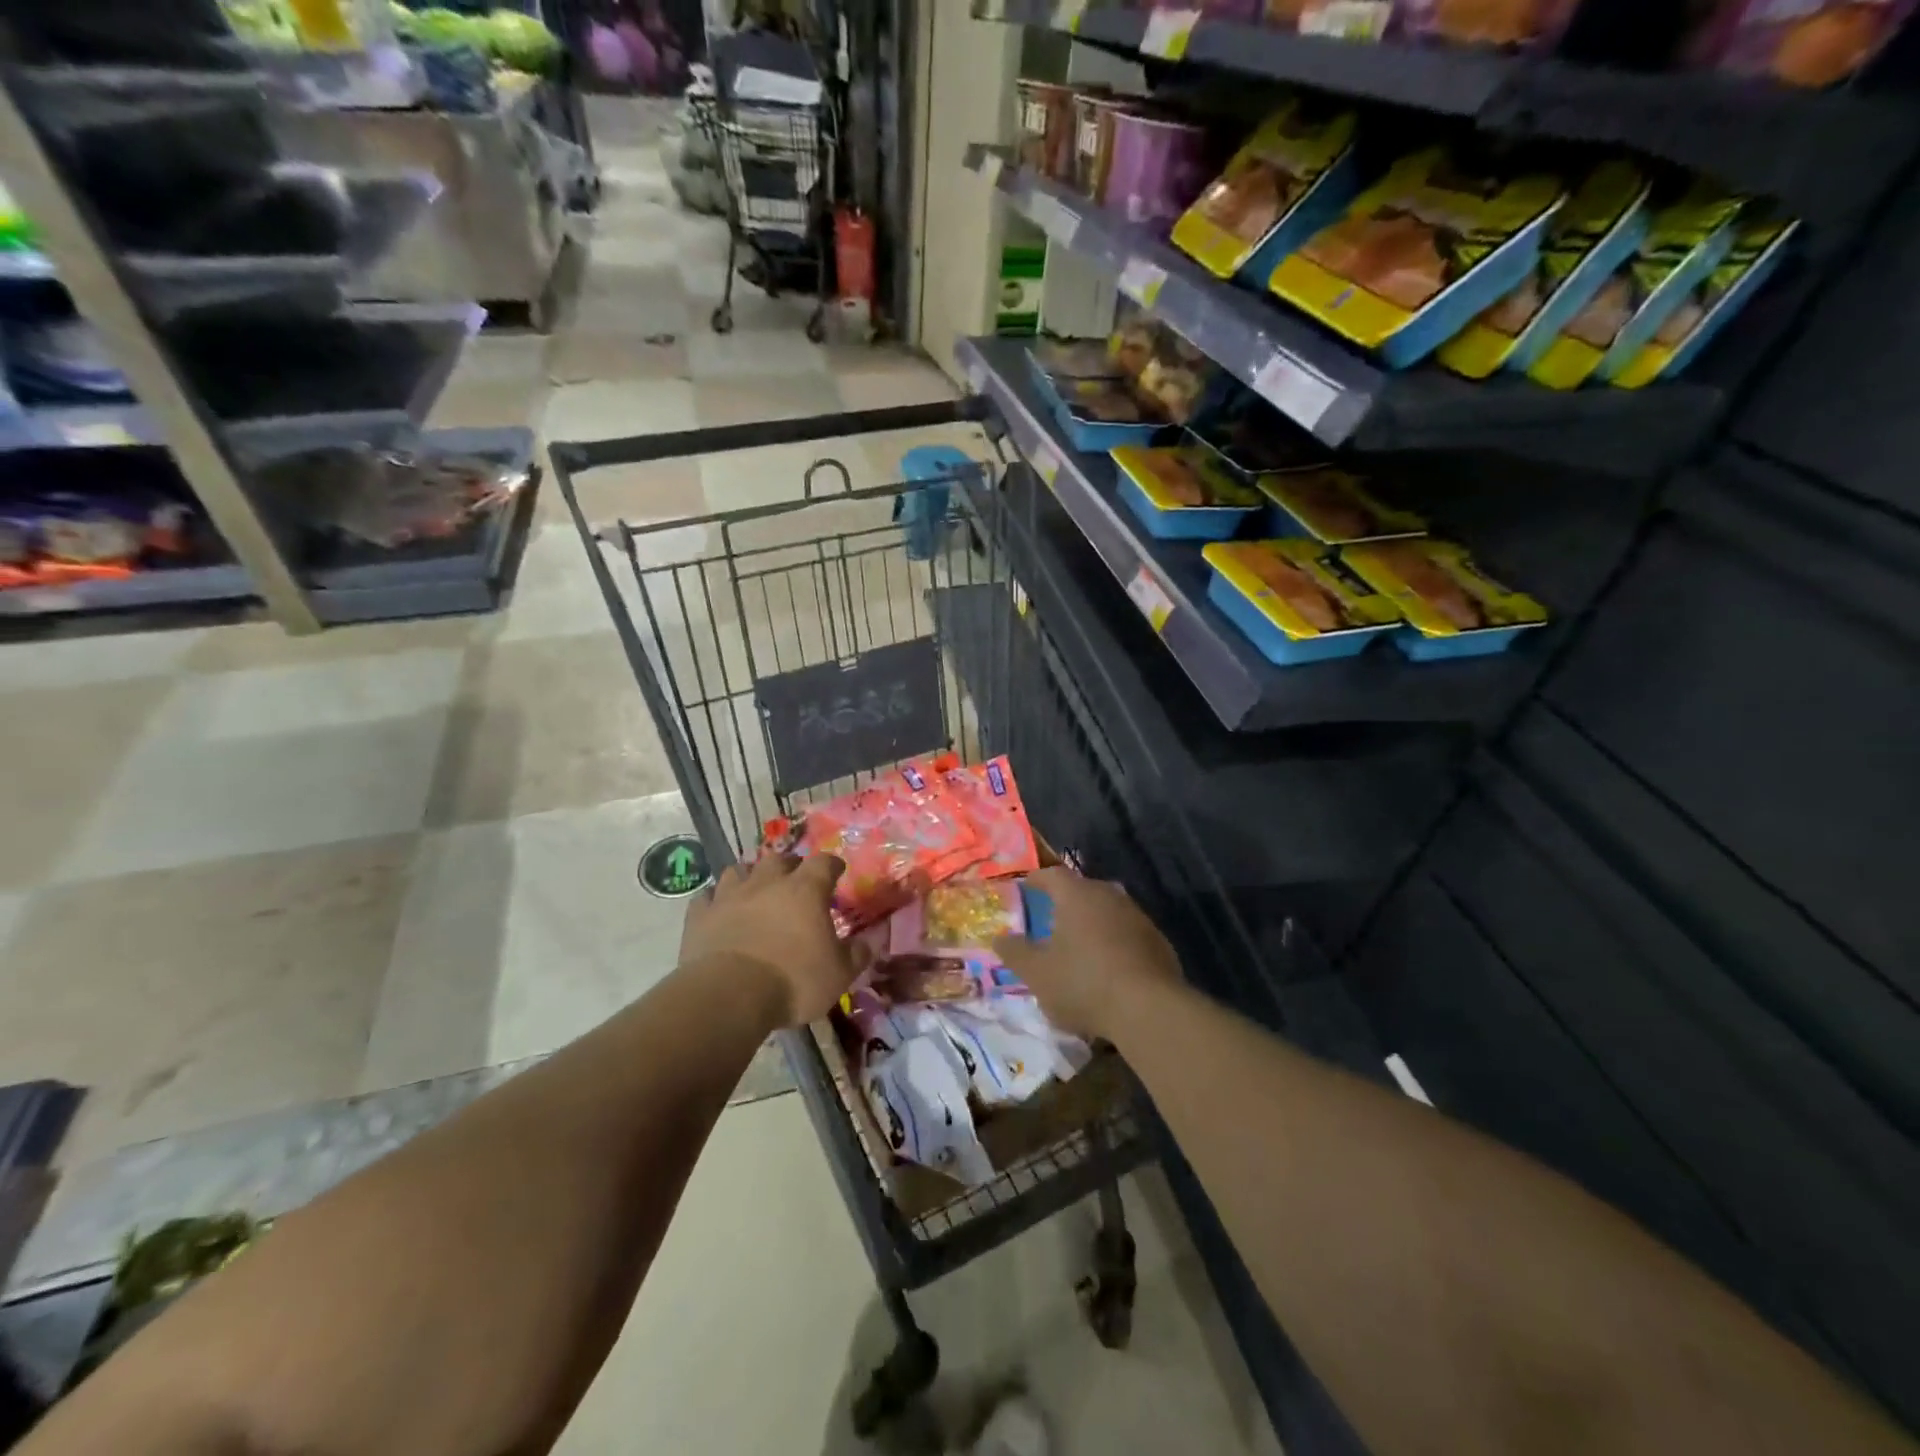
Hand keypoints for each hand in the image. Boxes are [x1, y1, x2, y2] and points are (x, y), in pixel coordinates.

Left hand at [678, 853, 857, 1028]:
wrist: (729, 995)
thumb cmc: (793, 980)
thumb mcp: (839, 974)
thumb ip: (857, 954)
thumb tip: (871, 941)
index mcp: (805, 890)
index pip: (823, 862)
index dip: (831, 865)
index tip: (836, 871)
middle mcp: (767, 883)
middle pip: (779, 859)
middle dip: (789, 866)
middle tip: (795, 881)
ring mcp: (729, 896)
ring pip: (739, 870)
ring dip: (750, 877)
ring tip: (755, 890)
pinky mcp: (700, 916)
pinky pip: (706, 897)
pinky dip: (714, 900)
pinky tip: (719, 910)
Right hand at [992, 865, 1182, 1043]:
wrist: (1148, 1010)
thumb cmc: (1083, 983)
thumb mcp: (1036, 973)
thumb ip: (1014, 952)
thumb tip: (999, 937)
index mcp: (1077, 895)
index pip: (1053, 875)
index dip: (1037, 880)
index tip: (1026, 887)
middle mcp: (1109, 896)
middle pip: (1083, 891)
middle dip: (1065, 903)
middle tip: (1050, 919)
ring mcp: (1138, 918)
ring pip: (1107, 912)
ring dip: (1091, 924)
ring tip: (1078, 946)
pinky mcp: (1158, 943)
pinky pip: (1127, 935)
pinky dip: (1113, 944)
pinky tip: (1107, 968)